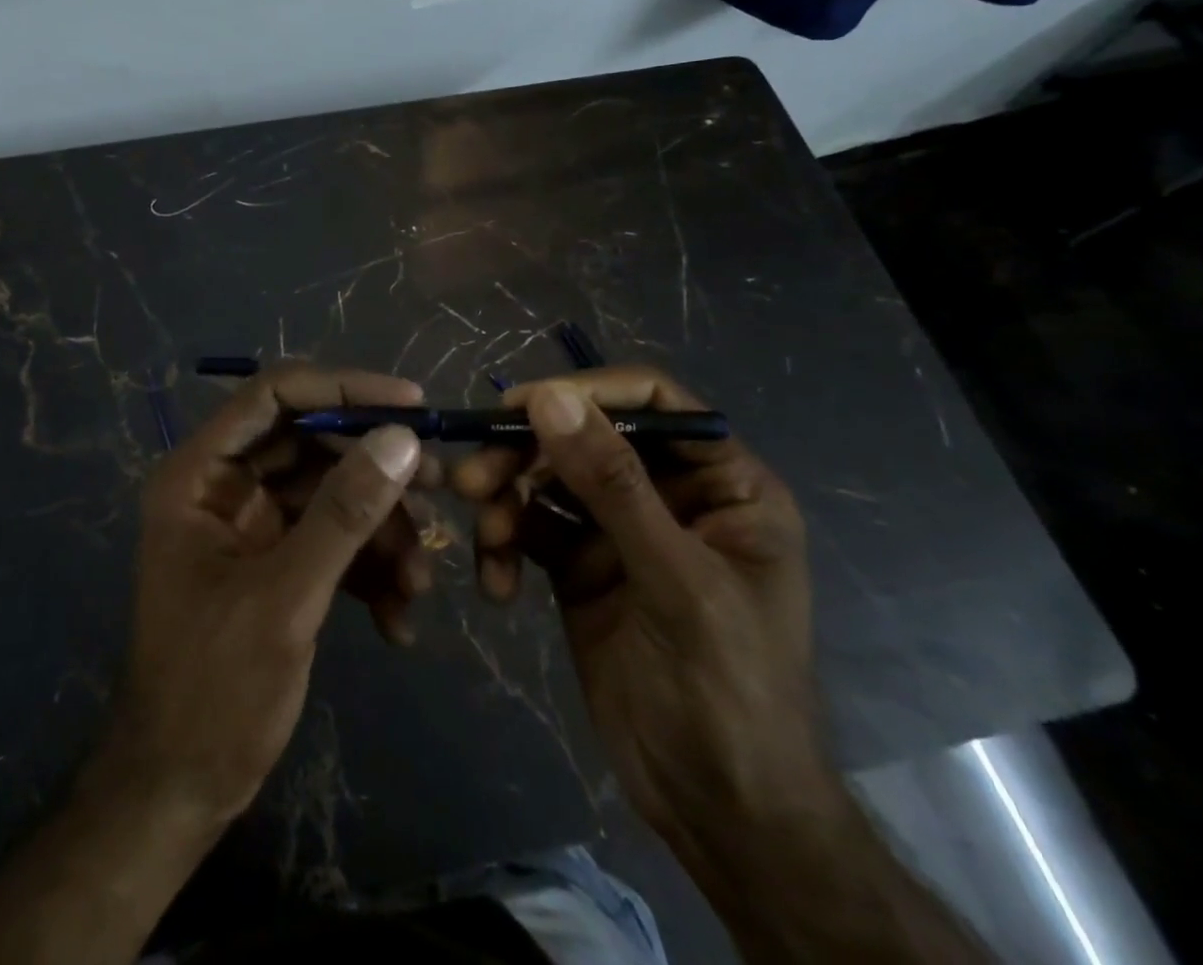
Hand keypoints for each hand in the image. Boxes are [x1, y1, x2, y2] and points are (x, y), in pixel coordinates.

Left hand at [98, 364, 427, 826]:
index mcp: (199, 474)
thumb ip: (343, 513)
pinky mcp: (276, 561)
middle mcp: (223, 485)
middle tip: (439, 487)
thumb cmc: (213, 691)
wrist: (180, 792)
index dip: (343, 387)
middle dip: (375, 470)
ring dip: (381, 530)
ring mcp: (251, 524)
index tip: (411, 403)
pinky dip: (368, 569)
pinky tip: (397, 619)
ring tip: (419, 582)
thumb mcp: (285, 598)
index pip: (273, 395)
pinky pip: (332, 539)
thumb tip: (402, 439)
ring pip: (331, 493)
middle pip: (311, 442)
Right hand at [452, 368, 828, 860]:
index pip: (650, 401)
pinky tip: (498, 584)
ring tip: (486, 538)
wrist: (718, 810)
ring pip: (546, 480)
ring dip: (506, 501)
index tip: (520, 405)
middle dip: (526, 455)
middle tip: (474, 479)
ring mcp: (618, 530)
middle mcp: (667, 494)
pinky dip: (505, 546)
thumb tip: (550, 397)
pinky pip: (529, 529)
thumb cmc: (728, 688)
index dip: (585, 392)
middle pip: (583, 437)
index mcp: (722, 483)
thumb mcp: (675, 579)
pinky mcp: (579, 565)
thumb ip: (613, 484)